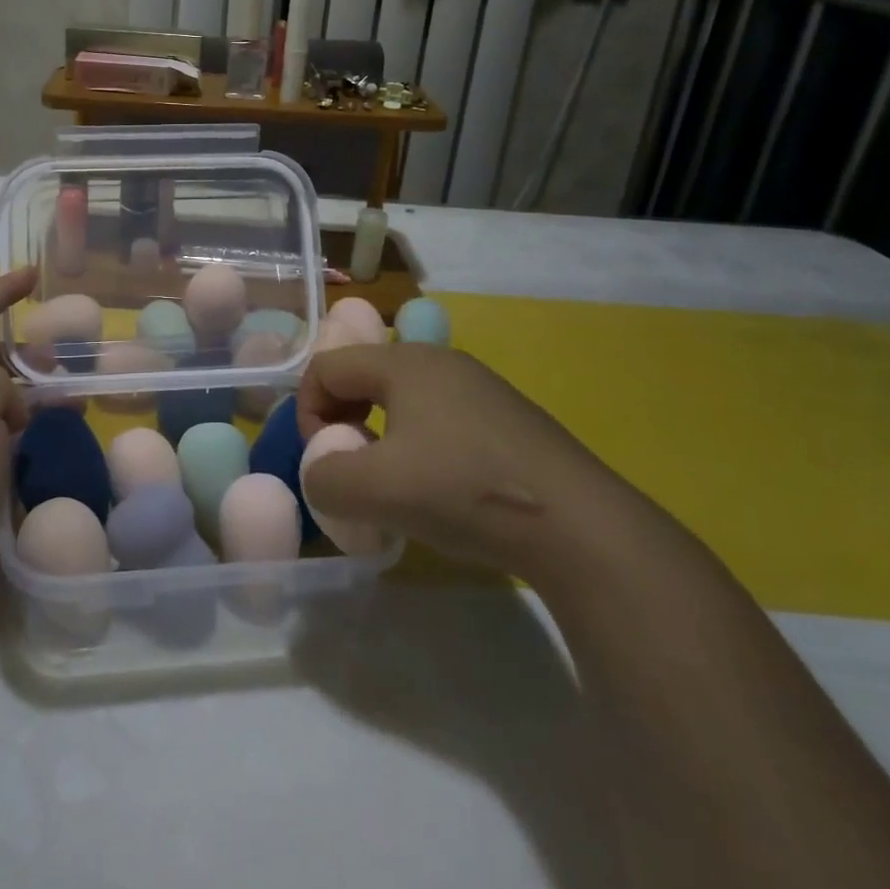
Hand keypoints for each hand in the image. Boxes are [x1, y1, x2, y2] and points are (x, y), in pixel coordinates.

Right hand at [297, 342, 646, 578]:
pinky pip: (439, 418)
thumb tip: (321, 474)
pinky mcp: (506, 417)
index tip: (322, 460)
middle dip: (341, 420)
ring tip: (392, 482)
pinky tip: (439, 488)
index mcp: (404, 362)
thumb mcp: (377, 491)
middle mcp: (440, 361)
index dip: (308, 412)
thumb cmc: (465, 491)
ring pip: (401, 399)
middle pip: (363, 376)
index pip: (327, 368)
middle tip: (349, 467)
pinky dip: (417, 444)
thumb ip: (324, 478)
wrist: (581, 527)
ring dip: (378, 434)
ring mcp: (479, 387)